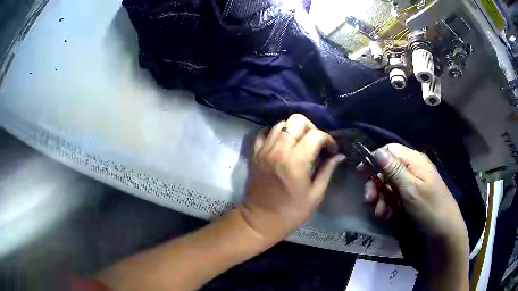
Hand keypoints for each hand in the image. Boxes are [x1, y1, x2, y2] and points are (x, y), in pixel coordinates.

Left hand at [237, 114, 344, 244]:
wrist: (260, 220)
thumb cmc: (291, 212)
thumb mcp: (315, 194)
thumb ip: (327, 170)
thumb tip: (339, 155)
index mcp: (296, 162)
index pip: (315, 135)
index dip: (328, 139)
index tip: (331, 150)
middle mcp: (279, 150)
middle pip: (296, 120)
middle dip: (311, 128)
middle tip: (316, 143)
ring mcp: (264, 150)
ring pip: (281, 123)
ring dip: (294, 129)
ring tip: (300, 144)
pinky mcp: (255, 153)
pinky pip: (264, 133)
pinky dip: (275, 133)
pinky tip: (283, 144)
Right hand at [363, 143, 467, 245]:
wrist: (443, 232)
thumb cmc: (429, 208)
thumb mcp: (411, 189)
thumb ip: (394, 170)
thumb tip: (376, 151)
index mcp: (414, 161)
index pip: (390, 150)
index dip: (375, 159)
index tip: (361, 173)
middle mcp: (411, 170)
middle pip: (386, 170)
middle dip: (376, 185)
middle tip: (369, 200)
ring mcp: (410, 185)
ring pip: (388, 186)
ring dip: (380, 199)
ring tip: (380, 213)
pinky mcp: (409, 199)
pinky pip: (393, 198)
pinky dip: (387, 206)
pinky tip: (386, 216)